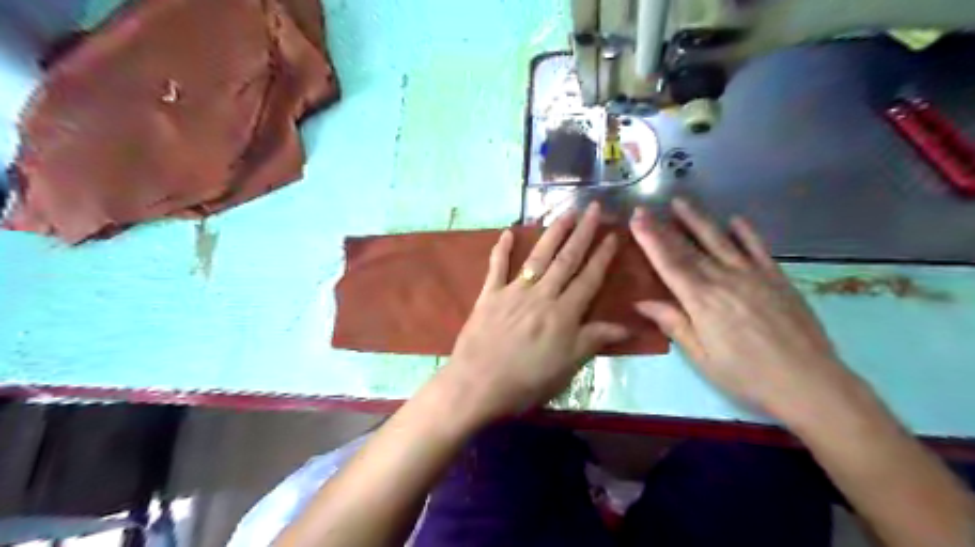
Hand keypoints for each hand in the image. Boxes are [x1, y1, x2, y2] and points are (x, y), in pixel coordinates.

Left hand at [440, 204, 628, 422]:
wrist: (479, 384)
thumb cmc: (528, 380)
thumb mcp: (569, 365)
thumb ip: (595, 339)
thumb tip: (628, 326)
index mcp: (564, 313)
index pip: (589, 279)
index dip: (602, 256)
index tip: (613, 234)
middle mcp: (542, 294)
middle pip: (566, 259)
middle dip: (582, 233)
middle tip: (593, 208)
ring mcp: (514, 291)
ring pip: (537, 257)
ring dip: (552, 233)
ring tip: (564, 212)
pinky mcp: (489, 295)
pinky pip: (496, 268)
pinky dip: (501, 250)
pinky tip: (506, 232)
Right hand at [628, 199, 854, 418]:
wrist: (810, 383)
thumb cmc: (747, 376)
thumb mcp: (702, 357)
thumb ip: (674, 324)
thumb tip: (641, 302)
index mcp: (702, 301)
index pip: (669, 264)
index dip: (650, 240)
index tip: (636, 219)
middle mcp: (724, 280)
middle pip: (688, 249)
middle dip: (664, 227)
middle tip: (646, 208)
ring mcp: (753, 275)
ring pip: (720, 240)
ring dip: (698, 220)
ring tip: (680, 202)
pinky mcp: (777, 278)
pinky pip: (758, 248)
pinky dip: (745, 232)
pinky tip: (735, 219)